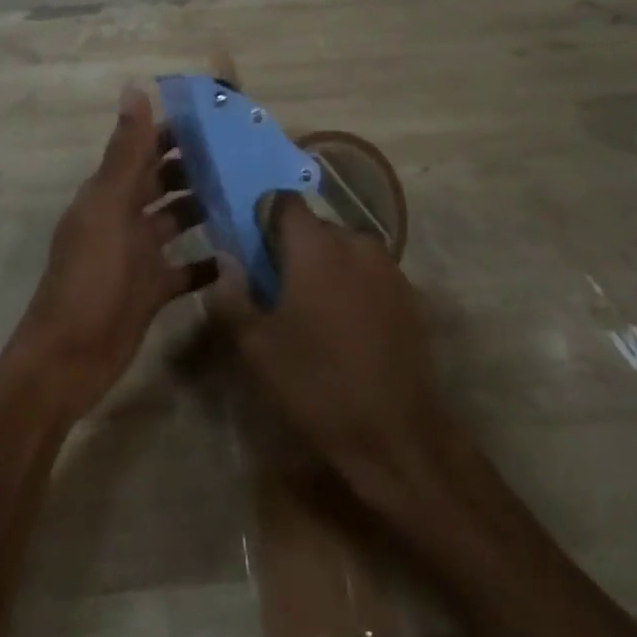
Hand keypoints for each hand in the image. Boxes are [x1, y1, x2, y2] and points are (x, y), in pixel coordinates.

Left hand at [13, 87, 217, 421]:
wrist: (69, 360)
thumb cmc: (90, 277)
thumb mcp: (109, 208)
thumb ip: (126, 152)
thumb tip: (134, 88)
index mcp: (110, 192)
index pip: (146, 148)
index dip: (177, 131)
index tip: (219, 117)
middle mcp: (124, 216)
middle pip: (165, 181)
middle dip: (198, 167)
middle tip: (247, 154)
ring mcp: (139, 254)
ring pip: (178, 220)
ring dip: (206, 207)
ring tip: (251, 195)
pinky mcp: (152, 289)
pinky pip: (185, 268)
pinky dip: (207, 261)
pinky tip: (239, 253)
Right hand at [208, 195, 453, 498]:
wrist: (396, 435)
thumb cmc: (317, 384)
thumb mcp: (257, 347)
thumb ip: (233, 295)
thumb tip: (226, 260)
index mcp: (316, 244)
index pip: (285, 201)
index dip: (265, 217)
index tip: (254, 248)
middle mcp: (355, 241)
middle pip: (316, 227)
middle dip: (295, 248)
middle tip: (278, 288)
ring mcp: (388, 266)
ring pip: (345, 250)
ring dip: (326, 267)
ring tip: (314, 312)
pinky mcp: (410, 294)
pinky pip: (370, 274)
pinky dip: (354, 286)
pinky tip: (347, 327)